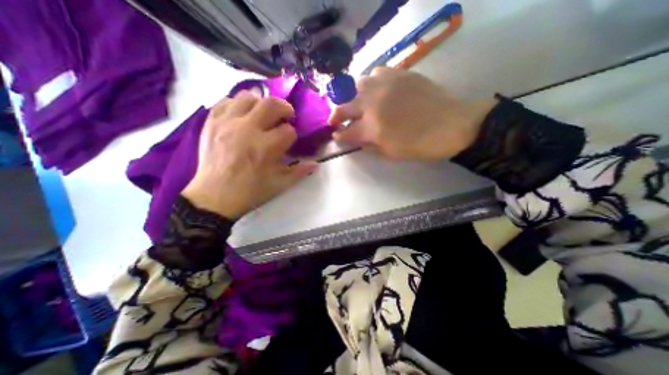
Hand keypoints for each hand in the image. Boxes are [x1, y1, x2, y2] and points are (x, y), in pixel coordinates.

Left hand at [183, 91, 315, 219]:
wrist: (215, 197)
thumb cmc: (251, 192)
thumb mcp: (280, 185)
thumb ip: (300, 172)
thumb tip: (315, 163)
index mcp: (266, 148)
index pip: (288, 131)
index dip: (292, 135)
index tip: (289, 142)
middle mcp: (247, 130)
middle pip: (271, 104)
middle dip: (284, 108)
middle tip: (286, 116)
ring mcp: (227, 123)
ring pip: (248, 96)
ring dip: (261, 103)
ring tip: (263, 114)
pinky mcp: (212, 122)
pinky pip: (227, 101)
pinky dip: (239, 104)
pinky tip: (243, 115)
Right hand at [328, 65, 492, 159]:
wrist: (452, 125)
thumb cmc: (420, 145)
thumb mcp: (391, 154)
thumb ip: (369, 146)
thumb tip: (357, 140)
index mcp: (371, 127)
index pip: (346, 132)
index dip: (339, 136)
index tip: (336, 136)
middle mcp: (373, 104)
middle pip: (344, 106)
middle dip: (335, 115)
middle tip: (335, 120)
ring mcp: (385, 85)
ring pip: (357, 85)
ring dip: (352, 97)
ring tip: (357, 103)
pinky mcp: (399, 74)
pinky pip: (375, 72)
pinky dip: (371, 82)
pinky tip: (376, 89)